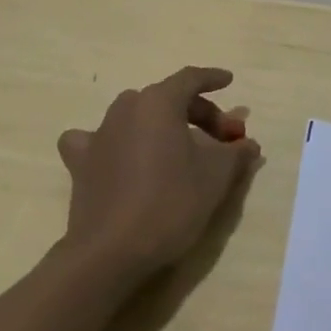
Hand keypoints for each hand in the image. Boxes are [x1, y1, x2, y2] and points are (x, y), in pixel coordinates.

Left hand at [57, 66, 261, 277]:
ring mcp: (100, 134)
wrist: (110, 252)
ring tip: (179, 148)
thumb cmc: (170, 202)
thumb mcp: (216, 176)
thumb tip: (248, 144)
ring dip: (161, 126)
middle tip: (222, 139)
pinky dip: (113, 142)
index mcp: (159, 102)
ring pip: (137, 116)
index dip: (213, 78)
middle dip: (199, 114)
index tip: (229, 81)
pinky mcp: (81, 163)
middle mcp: (127, 108)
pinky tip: (118, 156)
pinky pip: (97, 140)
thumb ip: (235, 153)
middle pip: (168, 99)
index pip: (190, 78)